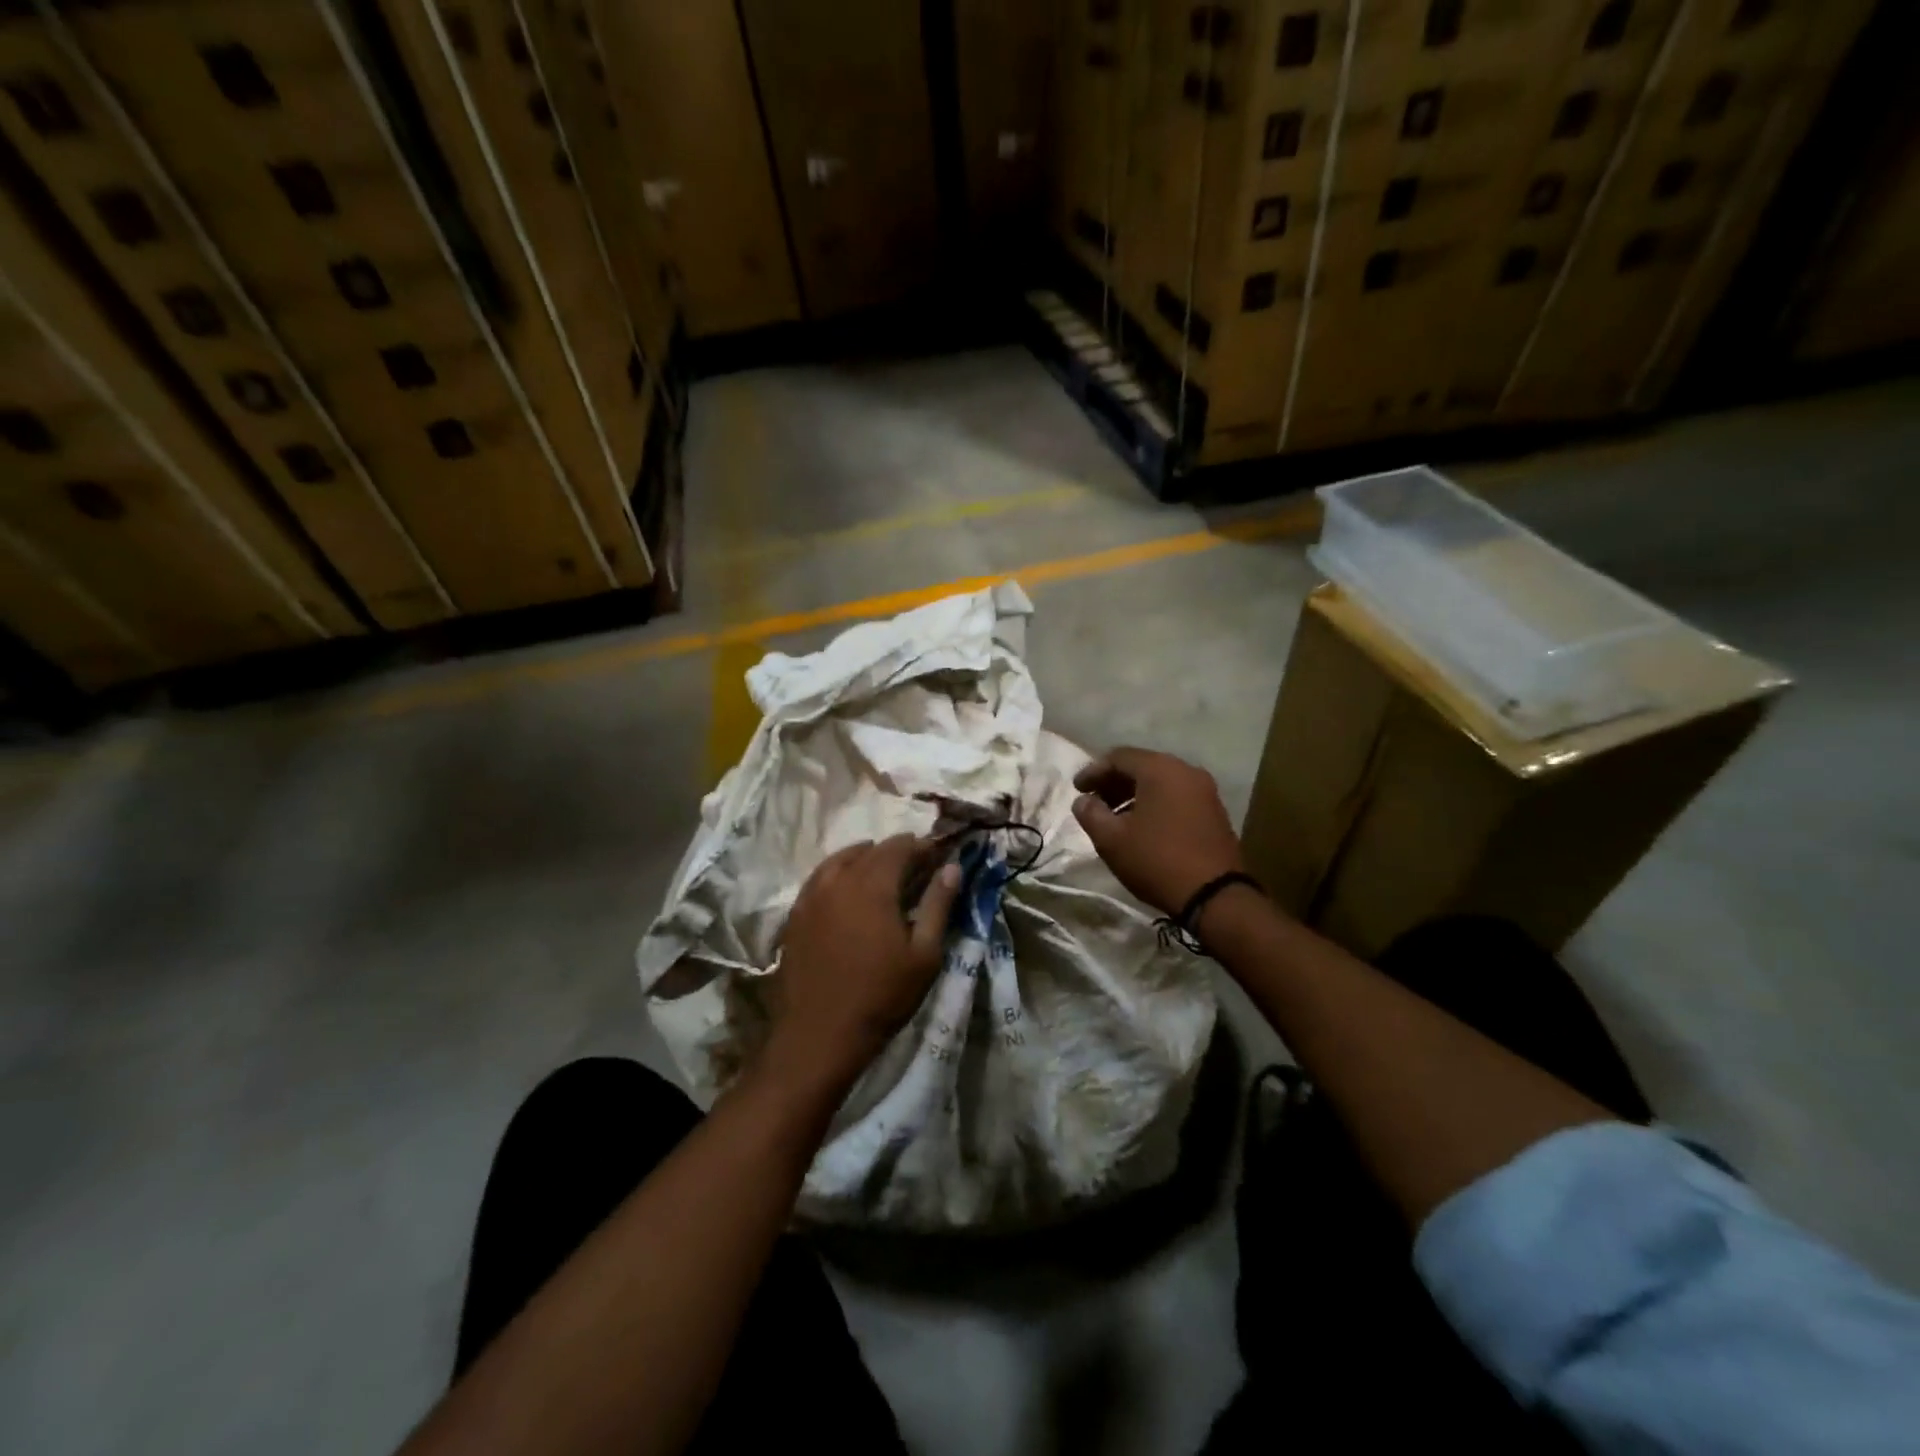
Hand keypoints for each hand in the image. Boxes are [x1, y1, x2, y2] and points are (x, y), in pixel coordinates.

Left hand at [768, 835, 962, 1091]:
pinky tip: (846, 892)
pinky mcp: (794, 916)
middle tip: (915, 866)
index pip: (898, 847)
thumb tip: (952, 867)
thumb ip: (938, 905)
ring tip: (880, 871)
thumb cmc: (881, 996)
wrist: (819, 1036)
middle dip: (894, 852)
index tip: (937, 855)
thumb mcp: (924, 954)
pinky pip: (818, 880)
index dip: (920, 846)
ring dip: (863, 858)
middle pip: (869, 851)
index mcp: (872, 885)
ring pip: (839, 860)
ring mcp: (811, 897)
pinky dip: (837, 875)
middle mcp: (838, 881)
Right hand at [1072, 747, 1245, 916]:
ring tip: (1114, 817)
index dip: (1093, 771)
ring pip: (1160, 782)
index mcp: (1161, 769)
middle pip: (1142, 766)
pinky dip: (1154, 803)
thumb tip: (1083, 801)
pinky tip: (1141, 826)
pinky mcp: (1214, 812)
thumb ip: (1091, 814)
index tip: (1077, 790)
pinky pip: (1176, 796)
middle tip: (1093, 802)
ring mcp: (1205, 791)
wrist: (1215, 896)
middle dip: (1114, 782)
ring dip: (1133, 794)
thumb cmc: (1157, 860)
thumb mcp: (1112, 839)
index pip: (1119, 757)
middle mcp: (1186, 771)